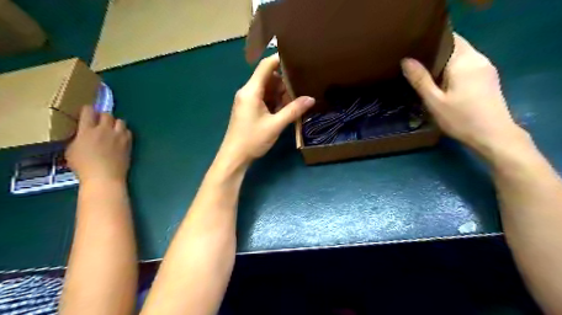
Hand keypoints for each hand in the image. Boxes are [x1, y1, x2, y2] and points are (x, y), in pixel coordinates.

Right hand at [66, 106, 132, 183]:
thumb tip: (83, 134)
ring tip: (112, 130)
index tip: (87, 113)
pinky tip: (120, 138)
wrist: (105, 176)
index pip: (88, 111)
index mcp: (87, 130)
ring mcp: (118, 136)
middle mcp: (104, 130)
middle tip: (100, 123)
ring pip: (120, 121)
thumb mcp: (71, 151)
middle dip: (103, 116)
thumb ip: (78, 138)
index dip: (88, 110)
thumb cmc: (84, 167)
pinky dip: (124, 132)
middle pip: (107, 114)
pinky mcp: (128, 143)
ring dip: (116, 123)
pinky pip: (128, 131)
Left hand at [219, 52, 315, 163]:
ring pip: (267, 89)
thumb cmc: (252, 140)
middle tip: (301, 86)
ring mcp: (247, 100)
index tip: (297, 58)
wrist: (234, 157)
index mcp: (251, 91)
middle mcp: (247, 92)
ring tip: (296, 99)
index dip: (280, 59)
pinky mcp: (249, 109)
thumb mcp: (275, 125)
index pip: (265, 66)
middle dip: (284, 81)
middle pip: (268, 77)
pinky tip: (286, 109)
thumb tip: (311, 99)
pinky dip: (274, 101)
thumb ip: (293, 110)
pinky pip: (263, 98)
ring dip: (280, 93)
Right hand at [402, 34, 525, 156]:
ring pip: (461, 56)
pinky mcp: (488, 78)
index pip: (448, 38)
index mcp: (464, 61)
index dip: (431, 41)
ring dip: (444, 61)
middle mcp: (478, 59)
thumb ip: (420, 80)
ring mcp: (486, 68)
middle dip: (435, 52)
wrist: (494, 136)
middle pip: (455, 46)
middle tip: (414, 64)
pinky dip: (453, 69)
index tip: (413, 50)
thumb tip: (406, 60)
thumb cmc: (461, 119)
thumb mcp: (435, 101)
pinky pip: (467, 65)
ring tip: (424, 72)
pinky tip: (442, 81)